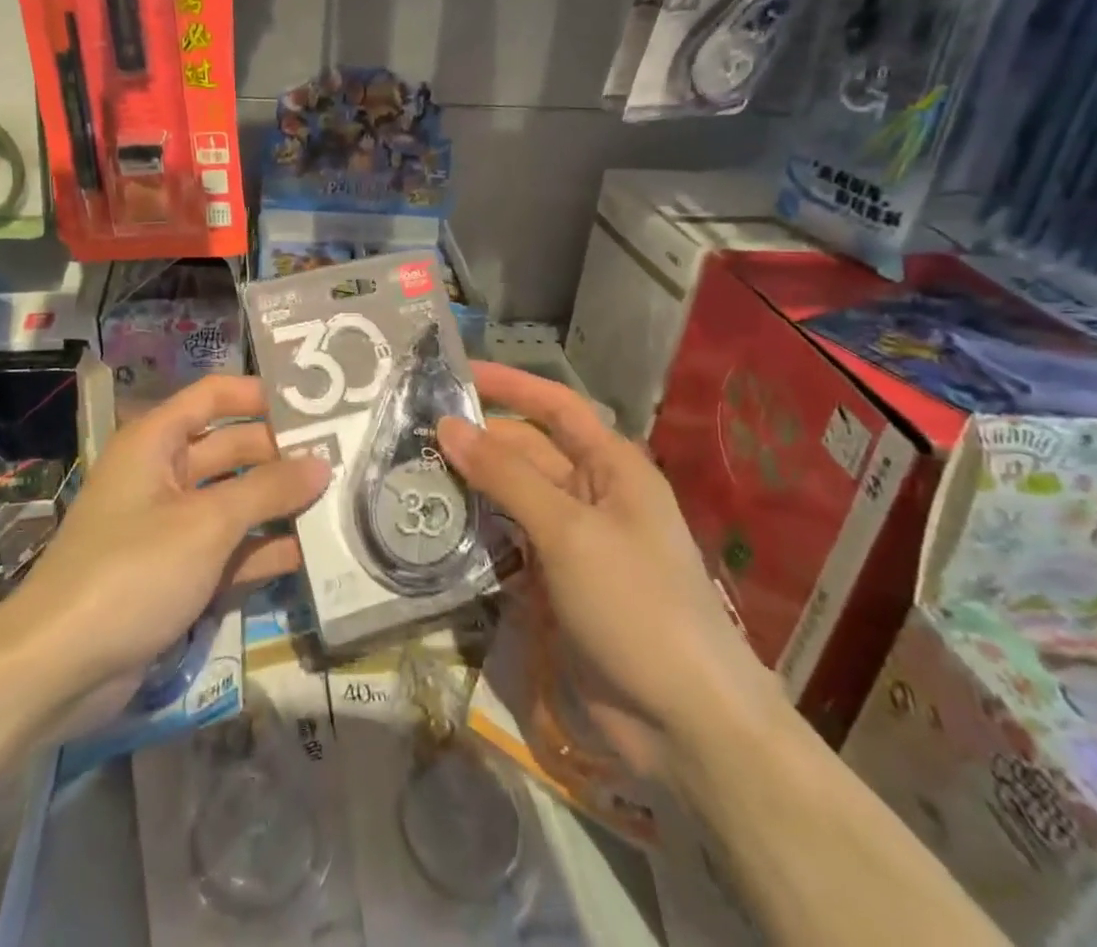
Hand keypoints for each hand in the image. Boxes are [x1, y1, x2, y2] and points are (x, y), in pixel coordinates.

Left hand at [0, 376, 328, 739]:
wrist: (58, 667)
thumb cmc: (132, 570)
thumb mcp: (207, 524)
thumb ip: (268, 490)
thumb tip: (322, 463)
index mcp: (156, 442)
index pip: (214, 397)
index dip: (260, 395)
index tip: (314, 404)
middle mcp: (162, 474)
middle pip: (230, 449)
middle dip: (280, 455)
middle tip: (343, 459)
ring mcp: (169, 526)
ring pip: (233, 502)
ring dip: (277, 505)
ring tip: (339, 502)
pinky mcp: (175, 573)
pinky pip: (226, 549)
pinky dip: (260, 550)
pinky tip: (309, 554)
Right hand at [437, 363, 782, 780]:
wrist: (685, 724)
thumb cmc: (635, 603)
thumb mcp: (568, 530)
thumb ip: (505, 475)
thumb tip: (447, 424)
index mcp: (612, 467)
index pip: (555, 407)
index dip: (509, 385)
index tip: (456, 371)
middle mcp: (593, 495)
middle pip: (526, 451)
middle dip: (477, 440)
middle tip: (411, 432)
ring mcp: (573, 543)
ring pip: (512, 497)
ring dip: (471, 486)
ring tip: (410, 473)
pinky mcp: (555, 584)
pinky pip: (509, 542)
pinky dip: (477, 532)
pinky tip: (436, 527)